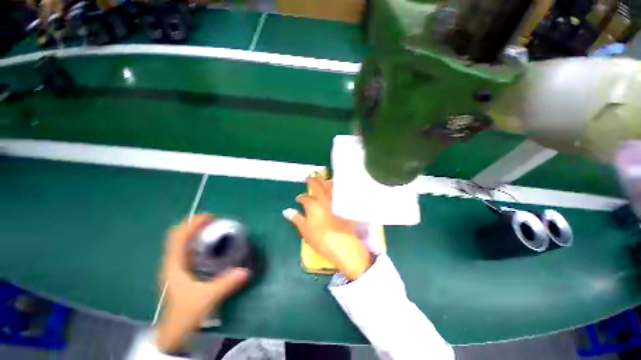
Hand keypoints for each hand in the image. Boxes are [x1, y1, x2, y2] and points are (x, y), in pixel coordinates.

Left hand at [155, 214, 249, 353]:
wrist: (174, 330)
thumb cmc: (186, 313)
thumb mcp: (208, 297)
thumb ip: (227, 283)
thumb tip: (246, 270)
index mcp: (174, 265)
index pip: (178, 237)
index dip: (192, 224)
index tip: (209, 217)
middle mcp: (171, 262)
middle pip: (177, 236)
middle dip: (192, 224)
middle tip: (211, 220)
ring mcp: (174, 267)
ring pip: (179, 242)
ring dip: (192, 231)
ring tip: (209, 227)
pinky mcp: (178, 271)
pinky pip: (184, 249)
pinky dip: (193, 241)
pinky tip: (206, 243)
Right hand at [284, 176, 372, 279]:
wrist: (342, 243)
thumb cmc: (321, 238)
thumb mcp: (305, 230)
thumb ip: (297, 219)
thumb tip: (286, 211)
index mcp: (313, 205)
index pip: (305, 198)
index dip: (301, 197)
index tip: (299, 198)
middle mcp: (323, 200)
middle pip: (317, 187)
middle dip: (313, 180)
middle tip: (309, 176)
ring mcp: (335, 201)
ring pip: (329, 187)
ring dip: (325, 181)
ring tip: (323, 178)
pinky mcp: (344, 205)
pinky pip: (339, 192)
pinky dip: (336, 188)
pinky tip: (335, 188)